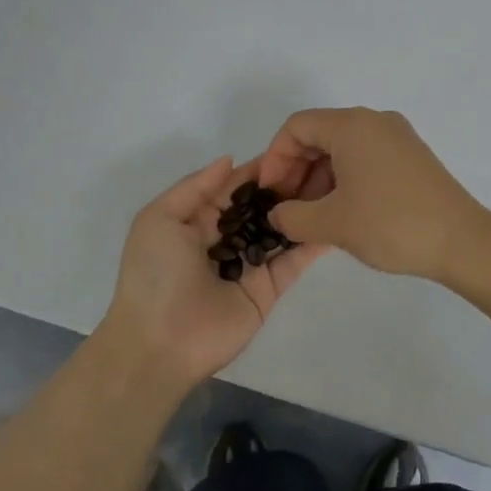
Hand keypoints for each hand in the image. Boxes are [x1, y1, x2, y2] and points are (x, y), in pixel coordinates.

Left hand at [100, 156, 323, 389]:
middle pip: (262, 206)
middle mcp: (227, 239)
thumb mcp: (159, 219)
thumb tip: (230, 159)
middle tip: (323, 161)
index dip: (260, 169)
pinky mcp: (269, 290)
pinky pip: (293, 261)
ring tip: (336, 182)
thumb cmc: (154, 274)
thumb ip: (196, 187)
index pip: (235, 187)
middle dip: (287, 186)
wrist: (159, 343)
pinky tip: (334, 218)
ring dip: (303, 208)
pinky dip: (312, 242)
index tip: (291, 147)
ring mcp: (250, 265)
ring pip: (281, 230)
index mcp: (198, 220)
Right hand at [257, 108, 487, 281]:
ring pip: (343, 148)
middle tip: (285, 207)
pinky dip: (345, 179)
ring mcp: (398, 138)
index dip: (274, 158)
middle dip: (295, 169)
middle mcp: (375, 122)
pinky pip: (365, 158)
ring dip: (319, 178)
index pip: (297, 127)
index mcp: (353, 125)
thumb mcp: (332, 223)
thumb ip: (292, 217)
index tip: (268, 193)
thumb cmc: (391, 224)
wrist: (462, 241)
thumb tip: (278, 214)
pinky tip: (341, 212)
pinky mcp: (412, 157)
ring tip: (310, 216)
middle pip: (319, 134)